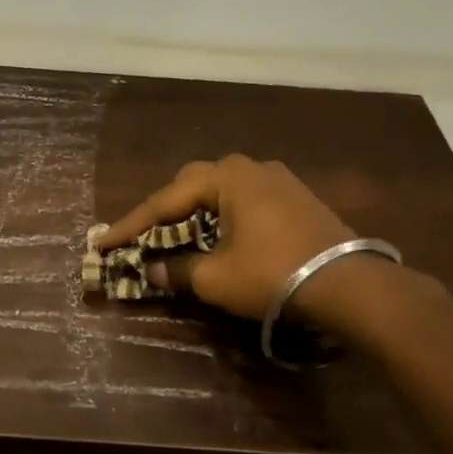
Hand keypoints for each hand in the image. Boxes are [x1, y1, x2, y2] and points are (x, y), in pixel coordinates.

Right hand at [99, 155, 373, 320]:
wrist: (348, 285)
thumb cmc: (272, 274)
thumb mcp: (216, 278)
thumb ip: (177, 270)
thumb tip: (151, 270)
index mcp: (227, 178)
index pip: (166, 201)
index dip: (131, 225)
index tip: (103, 242)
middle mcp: (252, 168)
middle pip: (192, 185)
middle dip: (164, 210)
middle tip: (143, 234)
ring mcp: (279, 181)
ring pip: (221, 190)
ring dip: (195, 212)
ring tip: (177, 235)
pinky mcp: (297, 199)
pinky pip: (245, 200)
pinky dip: (222, 216)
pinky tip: (220, 236)